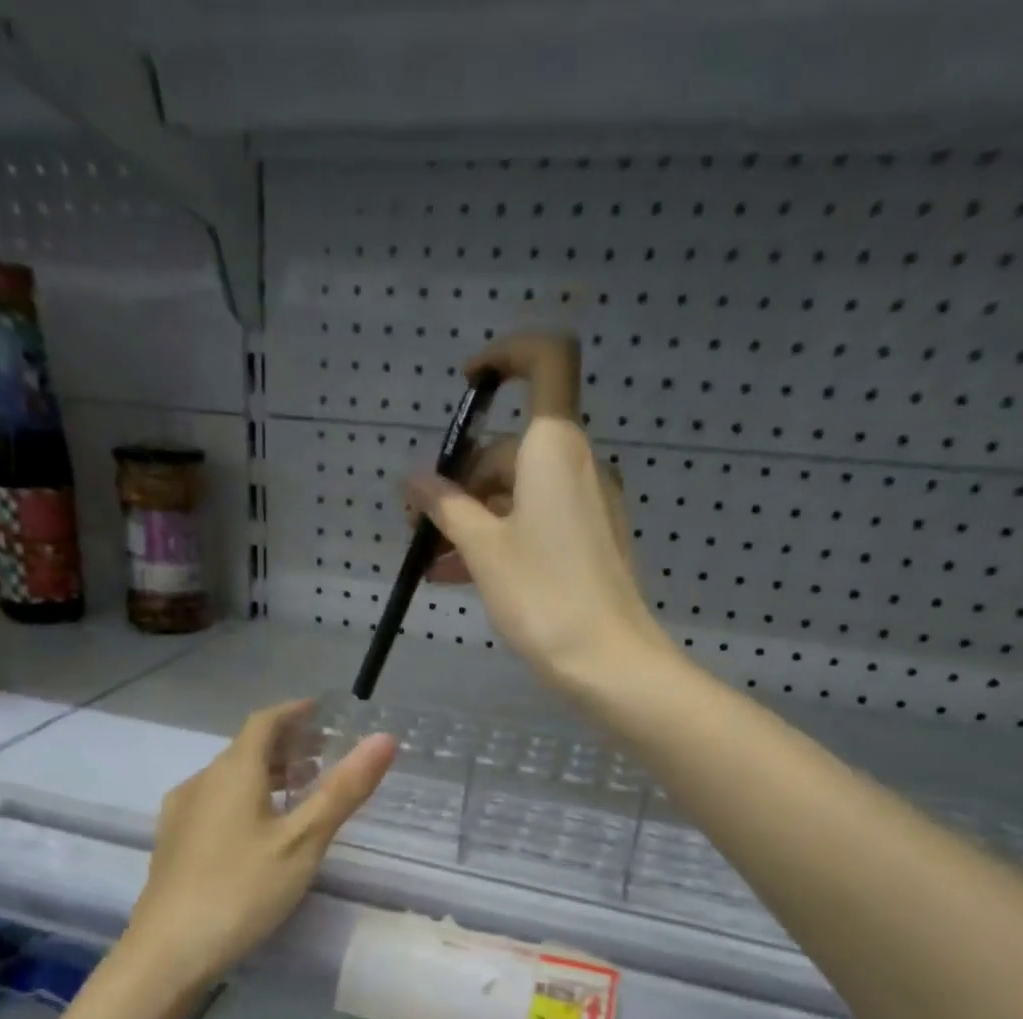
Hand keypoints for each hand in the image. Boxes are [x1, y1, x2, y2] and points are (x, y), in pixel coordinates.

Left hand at [123, 702, 395, 993]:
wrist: (166, 953)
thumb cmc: (242, 890)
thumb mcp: (303, 841)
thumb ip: (343, 789)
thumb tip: (384, 738)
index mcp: (233, 772)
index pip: (264, 722)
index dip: (294, 712)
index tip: (321, 712)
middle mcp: (202, 781)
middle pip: (246, 748)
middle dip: (286, 744)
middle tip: (323, 753)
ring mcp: (182, 812)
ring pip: (230, 777)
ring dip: (267, 773)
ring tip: (301, 788)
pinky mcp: (174, 842)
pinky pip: (216, 801)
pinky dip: (246, 797)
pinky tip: (260, 828)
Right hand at [408, 335, 669, 693]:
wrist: (608, 660)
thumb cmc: (543, 594)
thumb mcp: (483, 550)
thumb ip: (446, 508)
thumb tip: (414, 482)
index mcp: (554, 448)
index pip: (546, 359)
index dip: (506, 354)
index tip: (467, 386)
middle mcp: (575, 464)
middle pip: (511, 448)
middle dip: (460, 481)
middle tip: (419, 525)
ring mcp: (586, 503)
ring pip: (516, 491)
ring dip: (471, 518)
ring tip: (431, 563)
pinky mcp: (588, 538)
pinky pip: (534, 520)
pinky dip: (497, 536)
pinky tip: (460, 574)